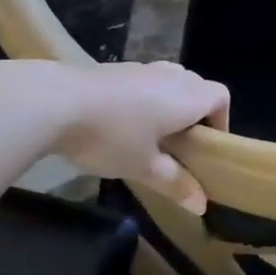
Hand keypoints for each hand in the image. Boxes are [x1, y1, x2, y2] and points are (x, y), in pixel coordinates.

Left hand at [42, 61, 230, 212]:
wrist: (53, 102)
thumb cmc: (111, 136)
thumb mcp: (144, 167)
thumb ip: (176, 183)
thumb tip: (202, 206)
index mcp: (189, 97)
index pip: (221, 97)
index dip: (221, 120)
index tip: (207, 146)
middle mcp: (171, 76)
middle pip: (197, 87)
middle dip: (195, 114)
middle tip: (180, 145)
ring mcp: (141, 68)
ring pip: (169, 82)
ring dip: (167, 105)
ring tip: (150, 135)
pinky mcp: (114, 68)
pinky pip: (143, 82)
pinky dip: (143, 99)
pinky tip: (119, 123)